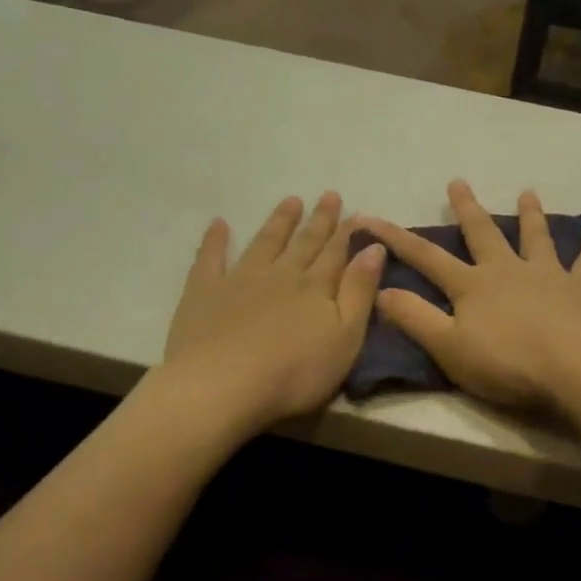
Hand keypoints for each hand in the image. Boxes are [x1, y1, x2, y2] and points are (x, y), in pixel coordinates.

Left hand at [162, 192, 384, 433]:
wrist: (224, 385)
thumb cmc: (295, 372)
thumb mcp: (345, 338)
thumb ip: (360, 292)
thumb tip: (375, 249)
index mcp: (316, 288)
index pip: (336, 254)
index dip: (348, 234)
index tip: (357, 213)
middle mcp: (281, 275)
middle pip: (304, 243)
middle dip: (319, 221)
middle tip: (329, 195)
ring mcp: (241, 280)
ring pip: (265, 243)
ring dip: (279, 222)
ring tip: (291, 201)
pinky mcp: (205, 292)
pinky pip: (211, 258)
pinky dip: (215, 240)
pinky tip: (219, 224)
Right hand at [360, 182, 580, 411]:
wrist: (576, 369)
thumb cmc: (507, 362)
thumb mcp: (448, 347)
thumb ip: (414, 318)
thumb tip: (380, 289)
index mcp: (473, 286)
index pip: (426, 257)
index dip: (396, 238)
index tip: (369, 218)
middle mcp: (508, 270)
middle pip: (483, 234)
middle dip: (467, 209)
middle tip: (459, 182)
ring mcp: (548, 276)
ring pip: (536, 238)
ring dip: (531, 215)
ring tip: (528, 193)